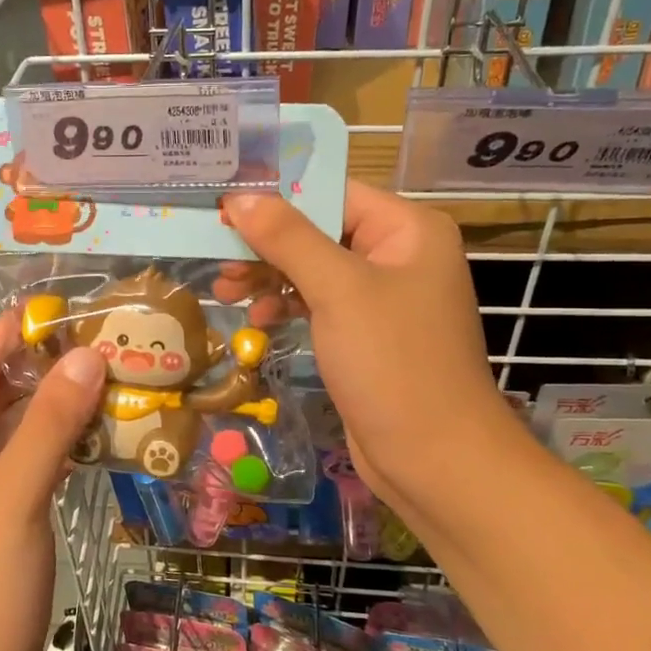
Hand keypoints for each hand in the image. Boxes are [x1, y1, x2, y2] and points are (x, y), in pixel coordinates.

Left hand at [0, 319, 105, 650]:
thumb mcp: (15, 495)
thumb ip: (49, 422)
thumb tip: (87, 354)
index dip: (20, 328)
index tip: (75, 302)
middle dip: (49, 364)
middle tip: (112, 340)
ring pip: (18, 428)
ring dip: (60, 404)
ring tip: (117, 377)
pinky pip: (31, 463)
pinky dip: (62, 444)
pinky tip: (102, 436)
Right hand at [222, 184, 510, 523]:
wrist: (433, 458)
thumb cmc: (392, 362)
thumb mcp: (338, 290)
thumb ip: (287, 238)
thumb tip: (239, 198)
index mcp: (408, 229)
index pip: (333, 192)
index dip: (277, 198)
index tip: (223, 207)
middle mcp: (399, 255)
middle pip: (320, 230)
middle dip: (267, 244)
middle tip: (217, 257)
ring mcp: (384, 297)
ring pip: (314, 268)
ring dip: (269, 276)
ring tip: (225, 291)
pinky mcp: (367, 333)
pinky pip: (320, 303)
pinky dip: (288, 305)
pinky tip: (259, 318)